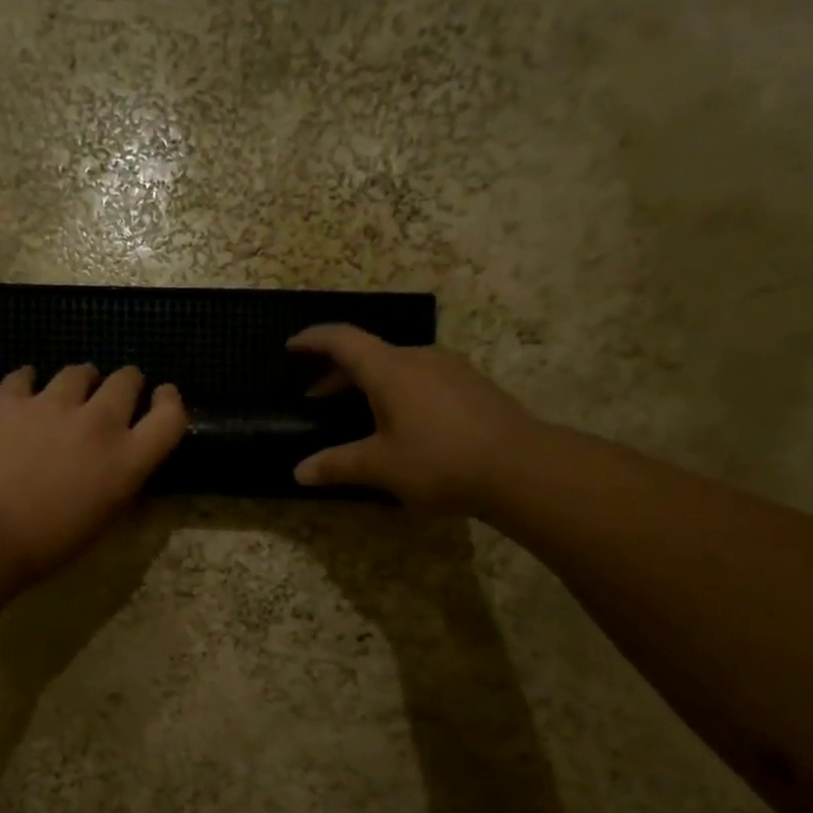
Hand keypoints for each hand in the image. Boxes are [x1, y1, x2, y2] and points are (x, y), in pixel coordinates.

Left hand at [0, 363, 186, 577]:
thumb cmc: (48, 543)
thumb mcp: (102, 520)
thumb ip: (117, 483)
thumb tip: (117, 467)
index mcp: (127, 460)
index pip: (170, 417)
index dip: (170, 401)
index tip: (163, 396)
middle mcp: (98, 422)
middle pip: (126, 380)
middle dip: (126, 383)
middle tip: (114, 394)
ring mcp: (53, 405)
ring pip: (78, 371)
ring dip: (80, 380)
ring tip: (69, 392)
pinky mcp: (11, 399)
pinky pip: (25, 376)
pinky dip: (28, 382)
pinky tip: (24, 389)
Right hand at [288, 325, 538, 511]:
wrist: (521, 467)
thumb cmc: (439, 461)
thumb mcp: (380, 466)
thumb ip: (337, 465)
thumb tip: (299, 472)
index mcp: (389, 369)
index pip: (341, 340)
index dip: (312, 340)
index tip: (291, 347)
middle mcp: (418, 358)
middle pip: (369, 353)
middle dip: (337, 373)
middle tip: (316, 398)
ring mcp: (450, 369)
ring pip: (397, 366)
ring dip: (368, 383)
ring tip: (356, 413)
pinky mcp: (471, 385)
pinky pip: (420, 378)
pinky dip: (397, 391)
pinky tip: (399, 422)